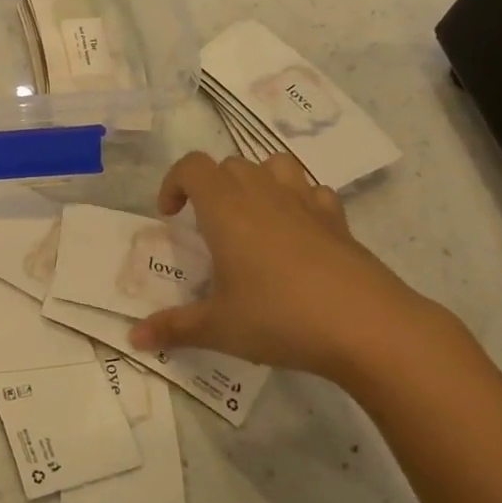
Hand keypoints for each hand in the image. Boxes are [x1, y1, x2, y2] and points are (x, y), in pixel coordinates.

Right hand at [130, 152, 451, 384]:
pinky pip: (312, 191)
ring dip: (255, 181)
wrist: (367, 327)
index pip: (192, 167)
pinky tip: (297, 232)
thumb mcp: (218, 328)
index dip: (174, 183)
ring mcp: (305, 203)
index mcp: (226, 210)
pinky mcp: (338, 220)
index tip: (170, 215)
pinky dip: (298, 200)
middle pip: (229, 164)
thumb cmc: (280, 318)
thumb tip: (134, 338)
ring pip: (274, 165)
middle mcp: (263, 195)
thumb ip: (173, 328)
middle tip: (206, 226)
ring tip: (250, 216)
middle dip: (210, 186)